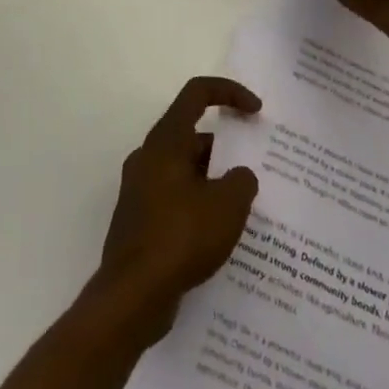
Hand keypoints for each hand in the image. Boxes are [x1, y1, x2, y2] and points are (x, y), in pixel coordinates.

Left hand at [93, 77, 262, 344]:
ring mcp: (140, 190)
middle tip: (255, 172)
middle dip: (227, 148)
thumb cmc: (180, 238)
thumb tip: (237, 177)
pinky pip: (176, 198)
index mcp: (166, 141)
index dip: (230, 92)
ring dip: (214, 180)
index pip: (197, 93)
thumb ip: (242, 181)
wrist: (131, 296)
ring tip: (245, 208)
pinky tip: (220, 235)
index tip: (256, 112)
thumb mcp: (228, 205)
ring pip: (185, 170)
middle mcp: (148, 157)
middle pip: (192, 135)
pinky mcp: (140, 220)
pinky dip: (199, 205)